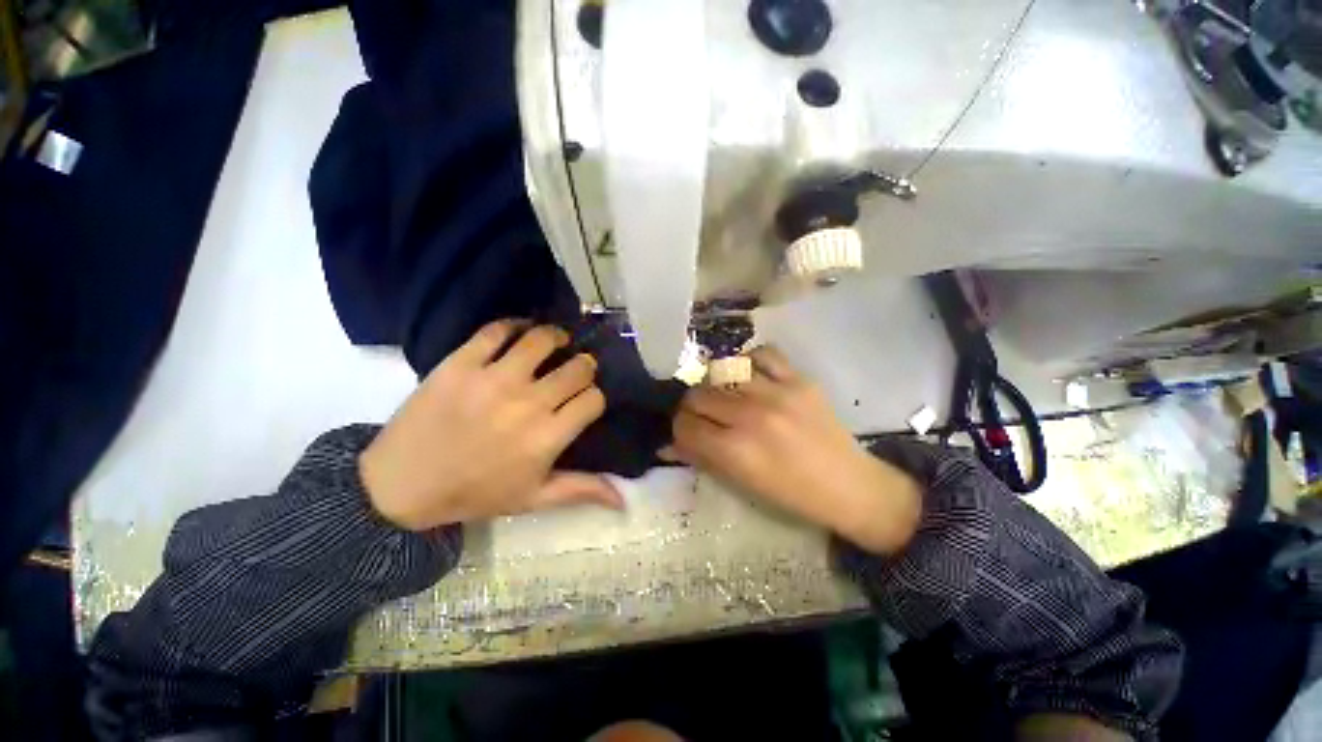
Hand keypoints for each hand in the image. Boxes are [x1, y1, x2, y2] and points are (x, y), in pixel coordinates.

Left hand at [359, 321, 623, 530]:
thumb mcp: (534, 498)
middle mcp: (528, 403)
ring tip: (556, 341)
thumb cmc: (475, 493)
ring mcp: (493, 379)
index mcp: (548, 437)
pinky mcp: (461, 363)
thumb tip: (625, 499)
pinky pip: (496, 331)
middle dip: (584, 366)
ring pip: (542, 340)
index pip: (594, 399)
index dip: (595, 397)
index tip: (586, 400)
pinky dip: (514, 325)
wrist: (401, 486)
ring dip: (557, 337)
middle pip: (577, 367)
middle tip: (576, 369)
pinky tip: (520, 331)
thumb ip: (582, 490)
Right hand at [663, 347, 920, 553]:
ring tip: (726, 395)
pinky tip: (751, 376)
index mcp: (735, 451)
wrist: (849, 485)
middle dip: (692, 408)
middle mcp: (750, 416)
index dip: (678, 428)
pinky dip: (749, 362)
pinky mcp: (798, 379)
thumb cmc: (791, 494)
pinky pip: (762, 354)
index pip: (684, 425)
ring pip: (721, 371)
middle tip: (703, 416)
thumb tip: (668, 445)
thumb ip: (701, 458)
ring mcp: (776, 392)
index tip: (686, 432)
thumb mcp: (740, 484)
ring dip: (716, 385)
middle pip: (697, 395)